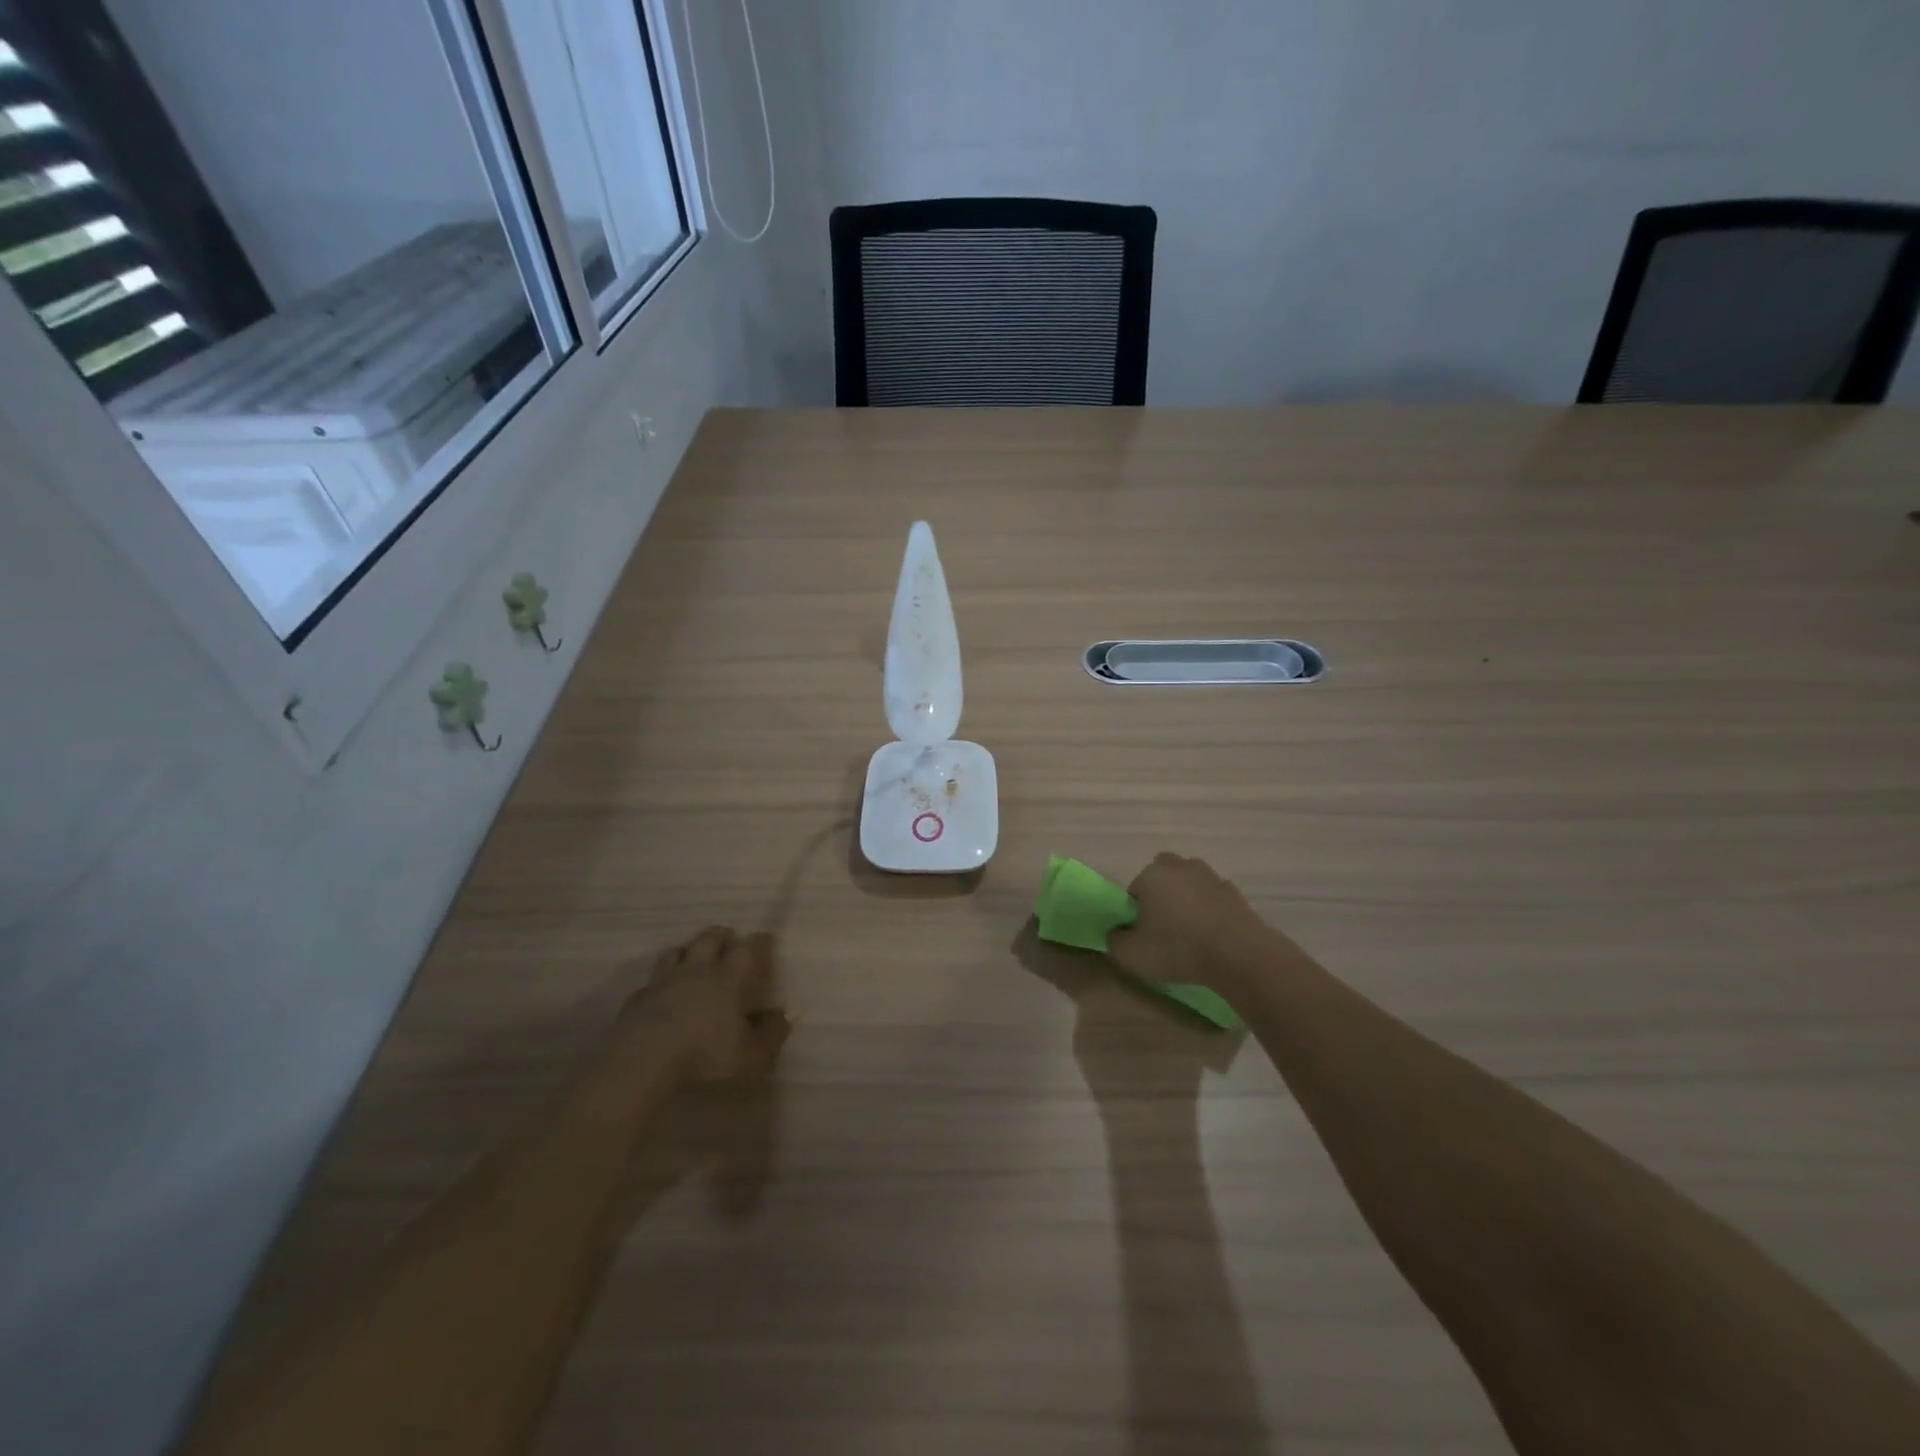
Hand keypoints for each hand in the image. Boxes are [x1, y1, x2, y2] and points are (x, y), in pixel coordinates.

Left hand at [622, 927, 791, 1082]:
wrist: (643, 1060)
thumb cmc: (705, 1054)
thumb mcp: (751, 1054)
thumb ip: (772, 1033)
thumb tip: (787, 1014)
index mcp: (728, 979)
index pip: (747, 950)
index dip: (758, 942)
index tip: (765, 938)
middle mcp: (696, 971)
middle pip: (709, 940)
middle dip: (721, 935)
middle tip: (728, 935)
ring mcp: (663, 982)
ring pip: (675, 953)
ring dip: (686, 949)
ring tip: (691, 953)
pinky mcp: (637, 1000)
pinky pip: (649, 983)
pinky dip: (658, 982)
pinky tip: (659, 992)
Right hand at [1107, 853, 1270, 998]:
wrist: (1239, 955)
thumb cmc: (1177, 948)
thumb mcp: (1129, 954)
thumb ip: (1114, 940)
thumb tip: (1117, 933)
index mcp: (1152, 873)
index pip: (1134, 890)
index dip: (1136, 913)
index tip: (1143, 934)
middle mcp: (1181, 866)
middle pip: (1163, 880)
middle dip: (1161, 899)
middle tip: (1164, 930)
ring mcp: (1212, 877)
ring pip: (1190, 888)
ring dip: (1187, 904)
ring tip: (1190, 937)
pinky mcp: (1235, 894)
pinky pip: (1213, 901)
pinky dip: (1210, 914)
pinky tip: (1211, 939)